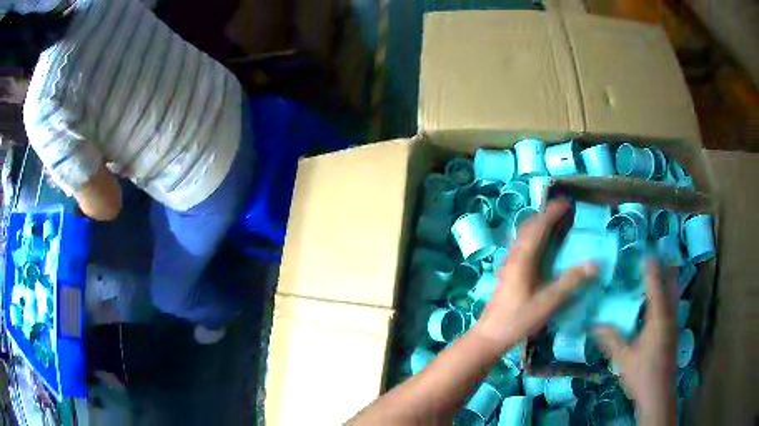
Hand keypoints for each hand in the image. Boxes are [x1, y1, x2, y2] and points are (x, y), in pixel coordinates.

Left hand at [473, 200, 598, 353]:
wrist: (489, 336)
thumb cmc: (518, 320)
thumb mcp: (547, 303)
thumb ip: (570, 282)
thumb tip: (594, 264)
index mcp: (523, 259)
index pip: (538, 227)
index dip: (552, 212)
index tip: (566, 202)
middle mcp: (513, 256)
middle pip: (528, 227)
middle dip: (545, 214)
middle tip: (563, 210)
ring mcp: (508, 264)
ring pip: (523, 236)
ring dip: (538, 225)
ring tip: (554, 223)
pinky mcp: (507, 273)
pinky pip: (521, 246)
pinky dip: (533, 237)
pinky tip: (540, 247)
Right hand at [595, 259, 676, 423]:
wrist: (659, 394)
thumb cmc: (642, 374)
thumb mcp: (624, 358)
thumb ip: (611, 339)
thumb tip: (594, 324)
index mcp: (659, 317)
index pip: (655, 285)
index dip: (651, 267)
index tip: (645, 251)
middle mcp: (670, 315)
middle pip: (671, 283)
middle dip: (666, 266)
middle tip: (656, 253)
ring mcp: (674, 323)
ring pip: (674, 293)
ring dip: (668, 279)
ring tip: (659, 268)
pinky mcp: (673, 331)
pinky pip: (672, 303)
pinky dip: (667, 293)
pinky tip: (658, 299)